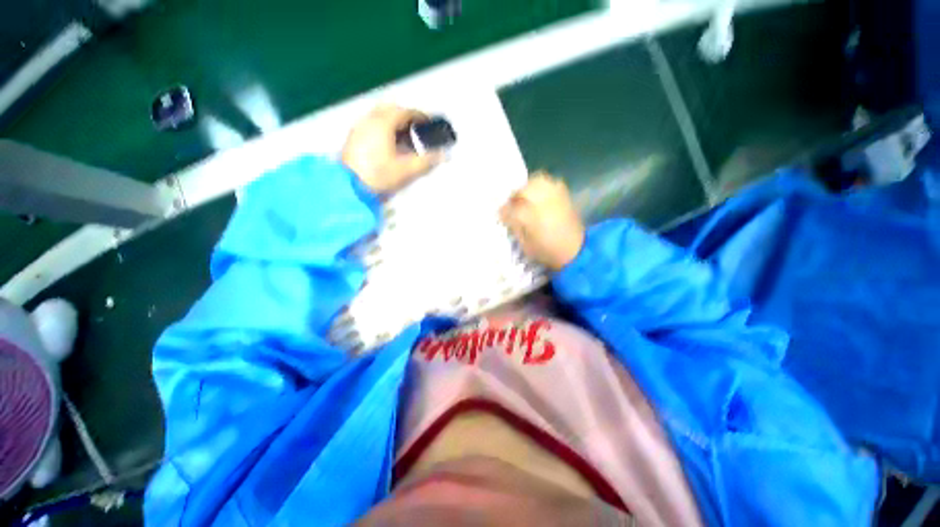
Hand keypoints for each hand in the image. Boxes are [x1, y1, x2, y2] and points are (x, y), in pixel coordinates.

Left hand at [342, 104, 442, 192]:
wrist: (349, 187)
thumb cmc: (379, 176)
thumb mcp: (407, 170)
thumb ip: (427, 161)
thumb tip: (443, 155)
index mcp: (383, 123)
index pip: (405, 112)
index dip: (420, 116)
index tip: (429, 123)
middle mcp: (369, 120)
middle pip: (391, 110)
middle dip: (406, 117)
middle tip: (417, 130)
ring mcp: (359, 128)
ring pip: (379, 116)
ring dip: (393, 122)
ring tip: (404, 138)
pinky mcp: (353, 138)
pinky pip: (371, 125)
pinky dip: (383, 128)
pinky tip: (388, 145)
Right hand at [500, 172, 585, 270]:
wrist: (576, 252)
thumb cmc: (548, 252)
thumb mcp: (526, 246)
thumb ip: (516, 228)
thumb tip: (507, 217)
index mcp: (533, 220)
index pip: (512, 209)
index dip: (504, 211)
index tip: (500, 214)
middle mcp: (544, 205)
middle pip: (525, 190)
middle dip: (515, 195)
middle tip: (512, 203)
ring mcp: (557, 199)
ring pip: (539, 181)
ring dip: (529, 186)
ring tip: (525, 196)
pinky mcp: (566, 197)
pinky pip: (553, 183)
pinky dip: (543, 186)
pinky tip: (540, 195)